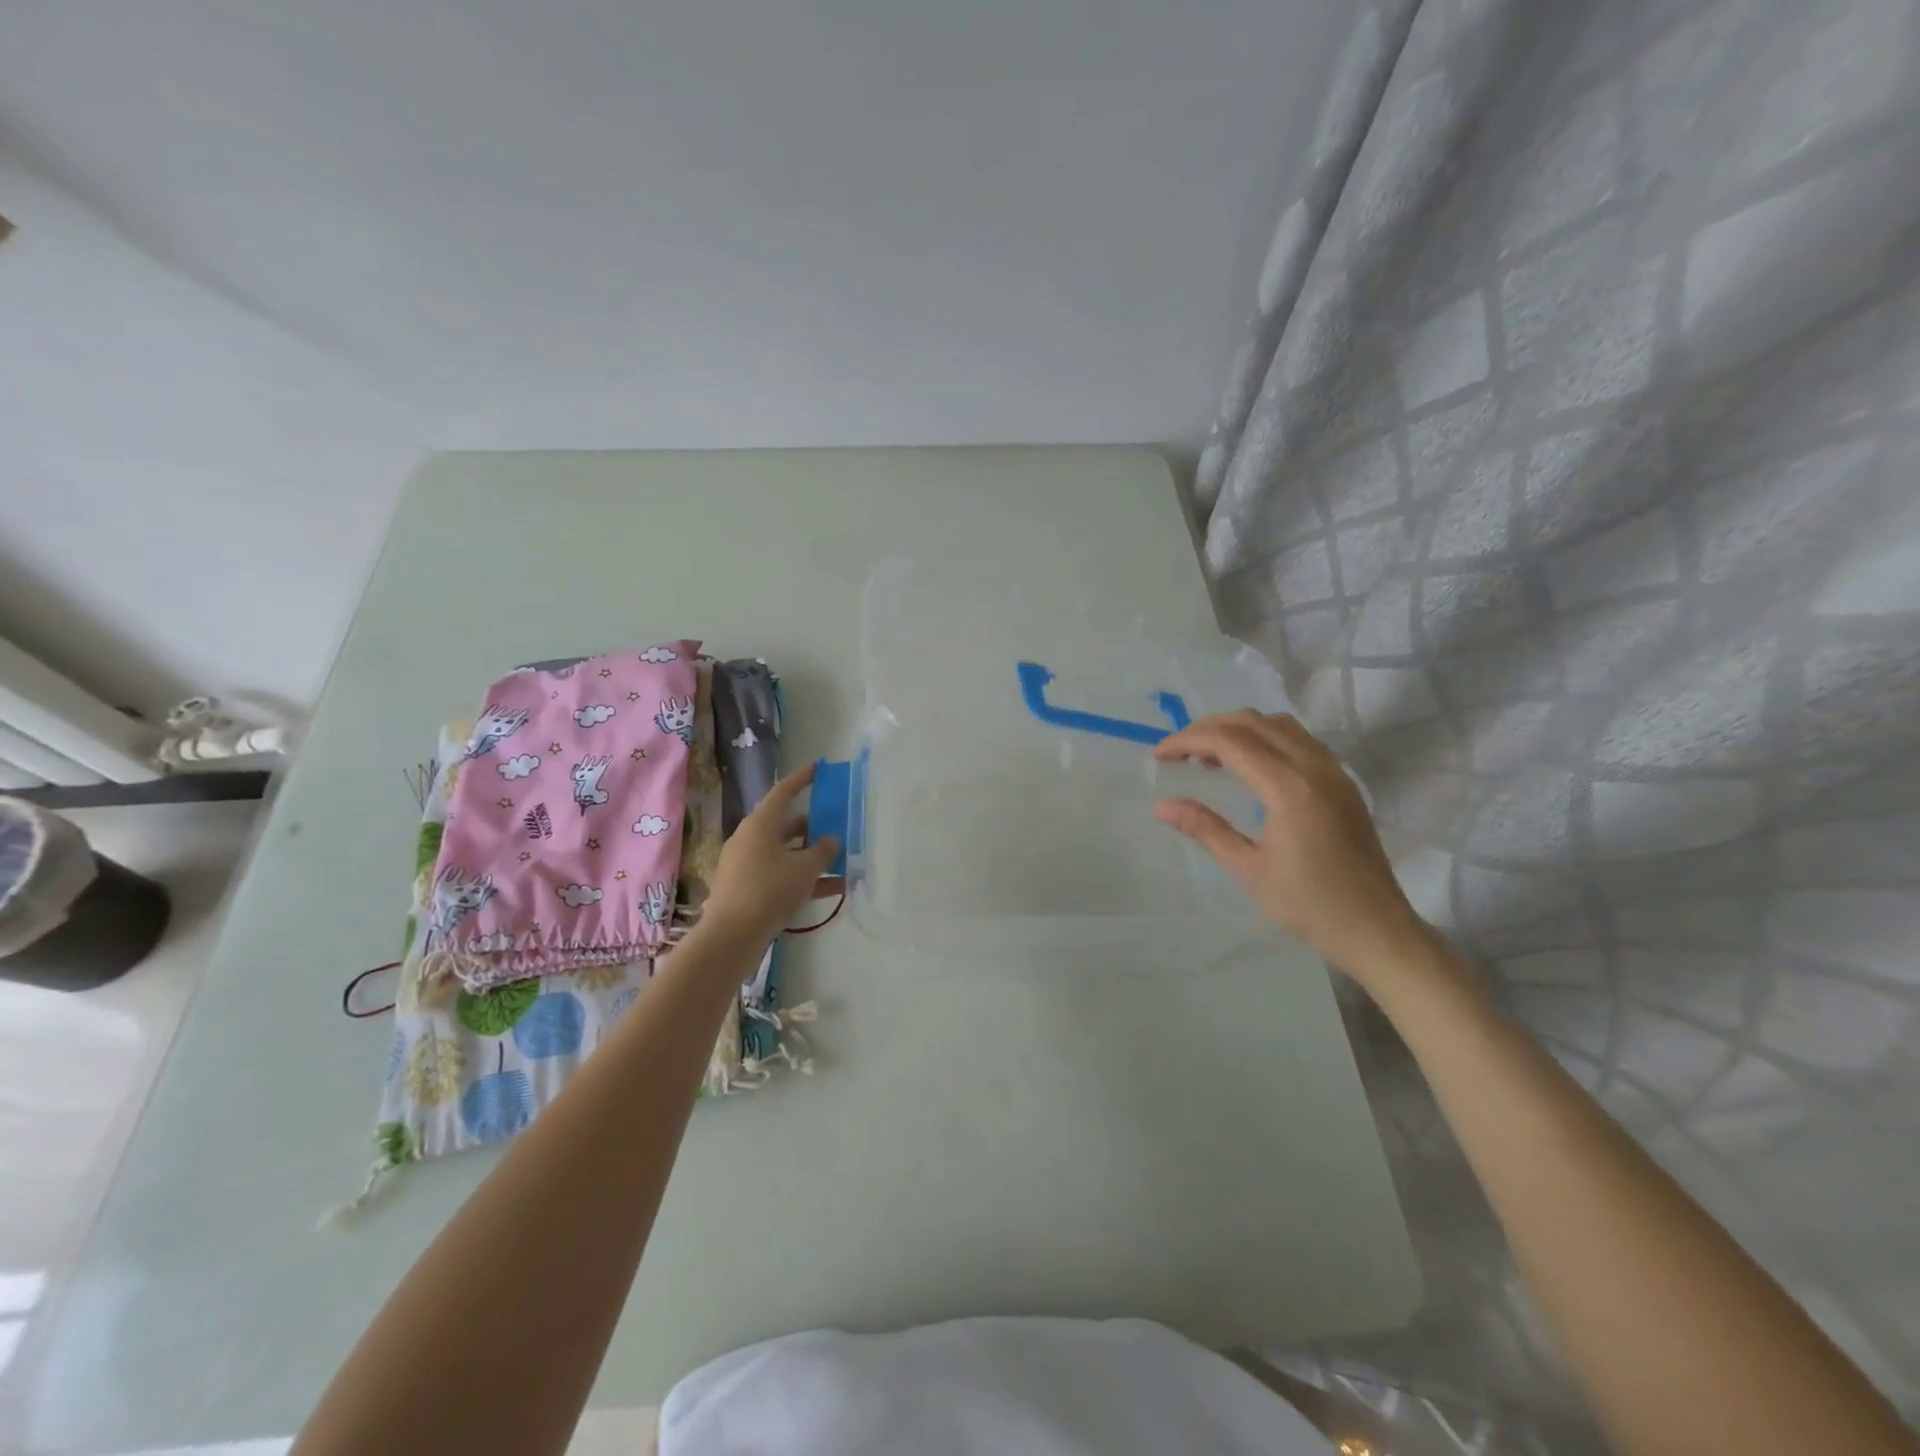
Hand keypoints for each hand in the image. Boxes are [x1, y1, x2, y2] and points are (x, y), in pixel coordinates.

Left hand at [703, 763, 838, 943]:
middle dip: (812, 826)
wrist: (731, 936)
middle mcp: (750, 839)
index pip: (783, 792)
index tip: (818, 769)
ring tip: (840, 862)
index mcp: (760, 824)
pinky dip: (802, 878)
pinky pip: (779, 875)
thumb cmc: (769, 890)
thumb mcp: (804, 869)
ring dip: (810, 856)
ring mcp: (745, 865)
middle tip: (836, 825)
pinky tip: (831, 890)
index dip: (802, 779)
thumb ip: (823, 851)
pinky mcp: (746, 889)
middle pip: (785, 825)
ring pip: (784, 853)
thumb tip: (830, 840)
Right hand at [1154, 711, 1428, 977]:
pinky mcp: (1343, 783)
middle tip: (1178, 752)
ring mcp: (1334, 772)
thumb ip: (1205, 829)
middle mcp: (1314, 767)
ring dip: (1238, 730)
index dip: (1188, 740)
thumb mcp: (1248, 869)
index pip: (1230, 741)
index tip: (1159, 754)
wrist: (1378, 930)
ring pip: (1278, 725)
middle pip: (1253, 722)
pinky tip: (1249, 766)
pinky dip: (1265, 738)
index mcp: (1289, 787)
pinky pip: (1299, 740)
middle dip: (1209, 728)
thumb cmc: (1309, 905)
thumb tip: (1162, 806)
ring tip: (1209, 757)